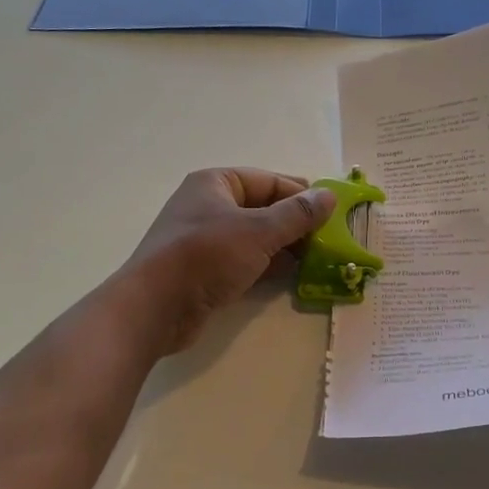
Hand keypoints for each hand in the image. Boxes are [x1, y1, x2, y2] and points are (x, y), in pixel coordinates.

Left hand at [120, 168, 335, 354]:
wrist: (155, 307)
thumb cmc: (205, 256)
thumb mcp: (258, 231)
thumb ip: (296, 214)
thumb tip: (329, 196)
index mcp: (216, 183)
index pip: (268, 181)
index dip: (301, 195)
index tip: (333, 212)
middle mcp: (209, 206)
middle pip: (262, 208)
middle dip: (295, 223)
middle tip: (331, 238)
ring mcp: (205, 240)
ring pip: (255, 237)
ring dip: (285, 246)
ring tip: (319, 258)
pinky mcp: (205, 270)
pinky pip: (245, 260)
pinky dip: (268, 265)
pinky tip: (293, 275)